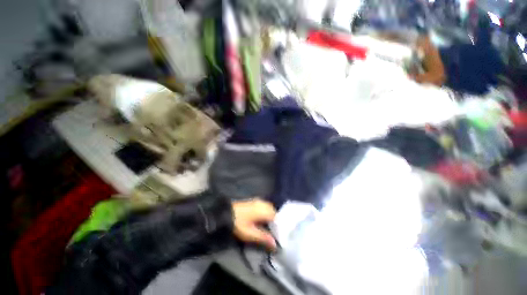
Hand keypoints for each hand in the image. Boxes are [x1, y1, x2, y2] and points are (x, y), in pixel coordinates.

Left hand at [232, 199, 276, 249]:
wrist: (226, 213)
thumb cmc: (238, 223)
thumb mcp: (250, 233)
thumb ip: (263, 238)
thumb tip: (275, 244)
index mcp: (263, 210)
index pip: (276, 217)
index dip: (278, 226)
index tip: (277, 235)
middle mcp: (263, 203)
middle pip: (273, 212)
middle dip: (274, 221)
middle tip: (273, 232)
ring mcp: (258, 201)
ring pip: (269, 209)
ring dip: (270, 217)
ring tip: (267, 227)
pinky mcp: (254, 201)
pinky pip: (264, 206)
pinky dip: (265, 213)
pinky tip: (261, 220)